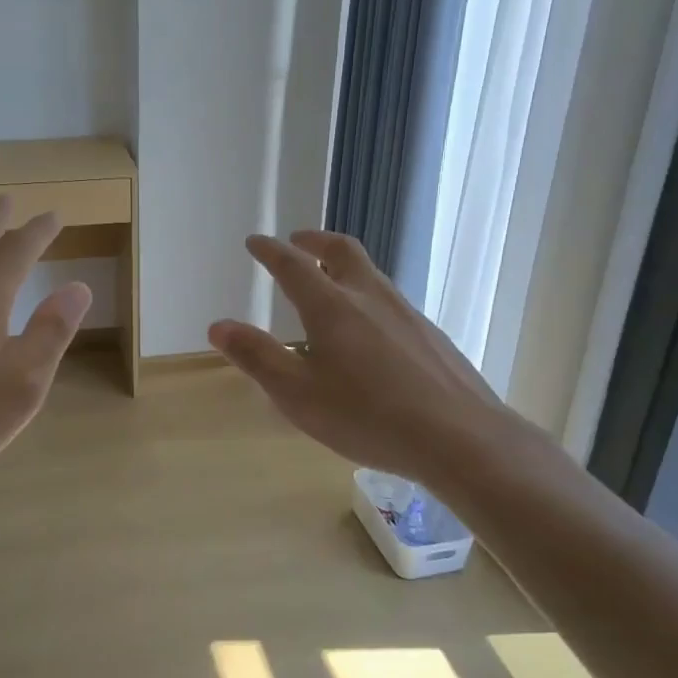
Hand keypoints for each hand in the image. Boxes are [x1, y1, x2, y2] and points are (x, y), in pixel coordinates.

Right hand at [208, 230, 521, 486]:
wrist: (459, 437)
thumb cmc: (366, 416)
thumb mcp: (297, 394)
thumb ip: (257, 357)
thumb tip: (219, 325)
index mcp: (331, 307)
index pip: (293, 265)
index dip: (270, 251)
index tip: (256, 242)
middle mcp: (370, 297)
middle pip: (342, 251)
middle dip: (315, 241)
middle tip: (298, 240)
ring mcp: (406, 313)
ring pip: (370, 275)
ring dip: (344, 266)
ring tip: (330, 283)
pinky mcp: (430, 335)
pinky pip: (390, 302)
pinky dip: (367, 297)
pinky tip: (370, 331)